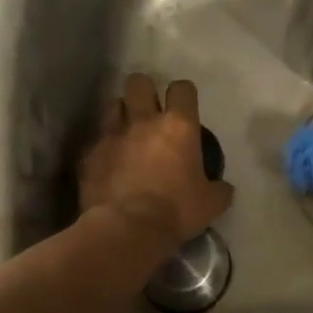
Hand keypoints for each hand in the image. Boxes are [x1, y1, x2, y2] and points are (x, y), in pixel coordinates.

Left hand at [79, 74, 233, 251]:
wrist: (126, 230)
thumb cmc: (175, 211)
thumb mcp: (211, 203)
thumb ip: (219, 189)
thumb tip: (223, 188)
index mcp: (179, 126)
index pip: (182, 89)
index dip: (184, 94)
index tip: (185, 108)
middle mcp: (144, 121)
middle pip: (139, 82)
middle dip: (144, 91)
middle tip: (150, 111)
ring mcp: (112, 135)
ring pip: (112, 104)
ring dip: (121, 115)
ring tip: (127, 134)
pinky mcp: (88, 154)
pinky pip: (95, 141)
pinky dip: (102, 148)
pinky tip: (108, 165)